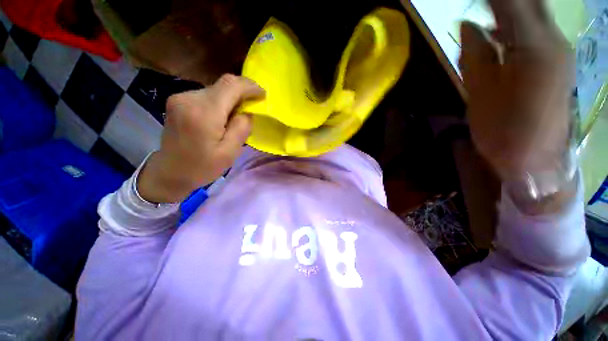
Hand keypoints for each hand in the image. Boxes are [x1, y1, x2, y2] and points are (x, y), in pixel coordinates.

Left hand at [137, 74, 264, 202]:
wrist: (170, 172)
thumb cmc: (202, 167)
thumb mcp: (230, 153)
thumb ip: (241, 128)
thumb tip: (247, 112)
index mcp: (204, 113)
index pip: (231, 85)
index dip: (250, 86)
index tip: (262, 95)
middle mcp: (189, 98)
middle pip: (223, 84)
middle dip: (242, 93)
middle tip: (252, 109)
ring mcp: (180, 97)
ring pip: (216, 89)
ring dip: (231, 99)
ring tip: (235, 118)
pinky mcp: (178, 101)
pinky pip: (206, 95)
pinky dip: (220, 102)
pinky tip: (221, 117)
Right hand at [460, 0, 575, 213]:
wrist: (535, 162)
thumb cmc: (502, 131)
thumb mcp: (480, 93)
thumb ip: (475, 54)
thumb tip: (467, 26)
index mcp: (534, 48)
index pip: (512, 2)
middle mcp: (554, 43)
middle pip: (530, 4)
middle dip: (504, 1)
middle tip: (478, 5)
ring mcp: (559, 54)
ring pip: (535, 16)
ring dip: (510, 10)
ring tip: (484, 12)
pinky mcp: (558, 65)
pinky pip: (538, 33)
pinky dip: (518, 25)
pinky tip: (501, 32)